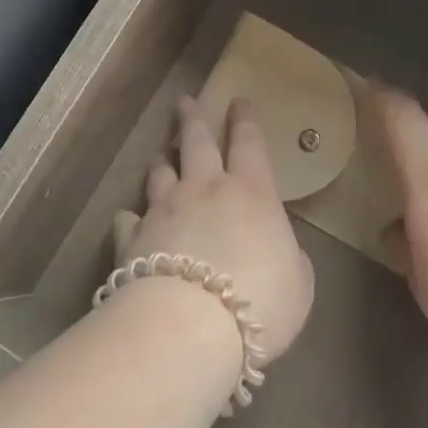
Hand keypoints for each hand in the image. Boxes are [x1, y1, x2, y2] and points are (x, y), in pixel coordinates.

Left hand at [112, 97, 314, 364]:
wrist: (188, 326)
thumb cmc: (260, 300)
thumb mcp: (299, 282)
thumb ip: (288, 256)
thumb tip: (276, 250)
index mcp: (251, 192)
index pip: (248, 142)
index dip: (244, 119)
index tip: (238, 100)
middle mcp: (204, 189)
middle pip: (196, 142)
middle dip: (193, 118)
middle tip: (185, 102)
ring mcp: (164, 211)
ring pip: (159, 174)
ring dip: (162, 163)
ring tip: (161, 157)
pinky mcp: (132, 239)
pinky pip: (129, 219)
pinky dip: (131, 216)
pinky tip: (129, 217)